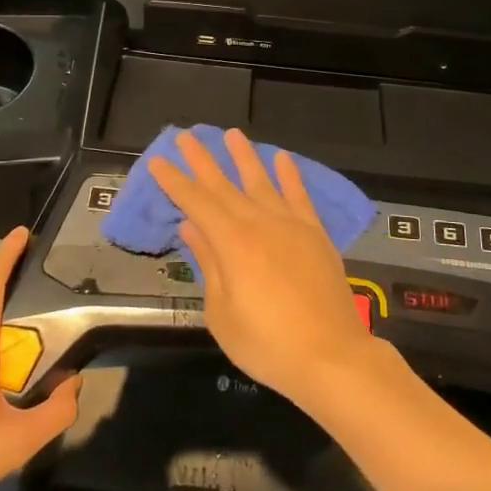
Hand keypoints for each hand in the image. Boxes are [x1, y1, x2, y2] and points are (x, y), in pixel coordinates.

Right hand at [149, 128, 378, 407]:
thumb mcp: (222, 313)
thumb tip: (192, 227)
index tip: (158, 161)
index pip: (196, 203)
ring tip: (232, 134)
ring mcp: (291, 226)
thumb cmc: (267, 343)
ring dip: (245, 157)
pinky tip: (282, 158)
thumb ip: (209, 264)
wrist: (331, 357)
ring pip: (262, 182)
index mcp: (232, 243)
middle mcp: (260, 223)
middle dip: (202, 161)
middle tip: (185, 137)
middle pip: (224, 186)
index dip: (175, 182)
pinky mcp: (315, 234)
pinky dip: (290, 175)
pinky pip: (299, 196)